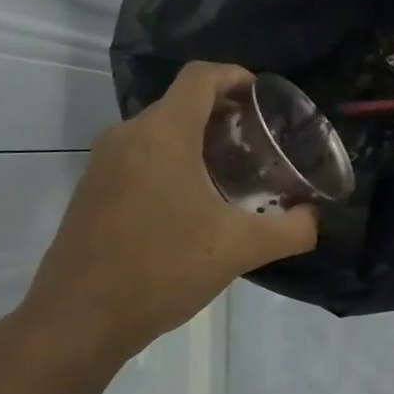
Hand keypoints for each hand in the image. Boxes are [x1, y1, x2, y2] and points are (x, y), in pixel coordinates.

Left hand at [14, 62, 317, 366]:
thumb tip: (314, 219)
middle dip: (223, 115)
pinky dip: (170, 164)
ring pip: (159, 133)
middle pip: (181, 104)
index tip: (263, 98)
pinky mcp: (92, 190)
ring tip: (232, 176)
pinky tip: (192, 206)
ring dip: (196, 142)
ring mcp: (103, 163)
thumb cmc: (163, 269)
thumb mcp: (239, 249)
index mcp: (164, 134)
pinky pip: (139, 158)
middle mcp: (128, 135)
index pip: (201, 77)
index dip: (235, 76)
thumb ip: (290, 231)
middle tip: (259, 146)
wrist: (80, 317)